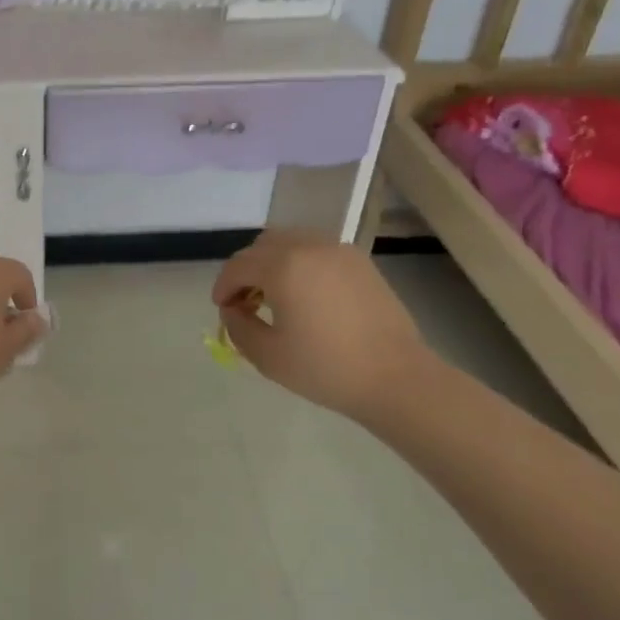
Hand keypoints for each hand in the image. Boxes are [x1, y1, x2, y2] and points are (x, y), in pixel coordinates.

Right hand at [212, 229, 437, 422]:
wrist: (396, 378)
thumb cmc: (326, 368)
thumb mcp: (268, 356)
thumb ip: (238, 327)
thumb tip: (233, 310)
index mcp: (283, 267)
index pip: (238, 266)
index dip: (223, 286)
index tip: (222, 309)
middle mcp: (309, 247)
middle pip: (262, 246)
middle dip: (246, 270)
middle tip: (244, 301)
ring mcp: (338, 250)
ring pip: (290, 241)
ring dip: (272, 262)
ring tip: (274, 295)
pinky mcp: (359, 261)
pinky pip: (316, 250)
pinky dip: (300, 263)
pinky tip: (305, 294)